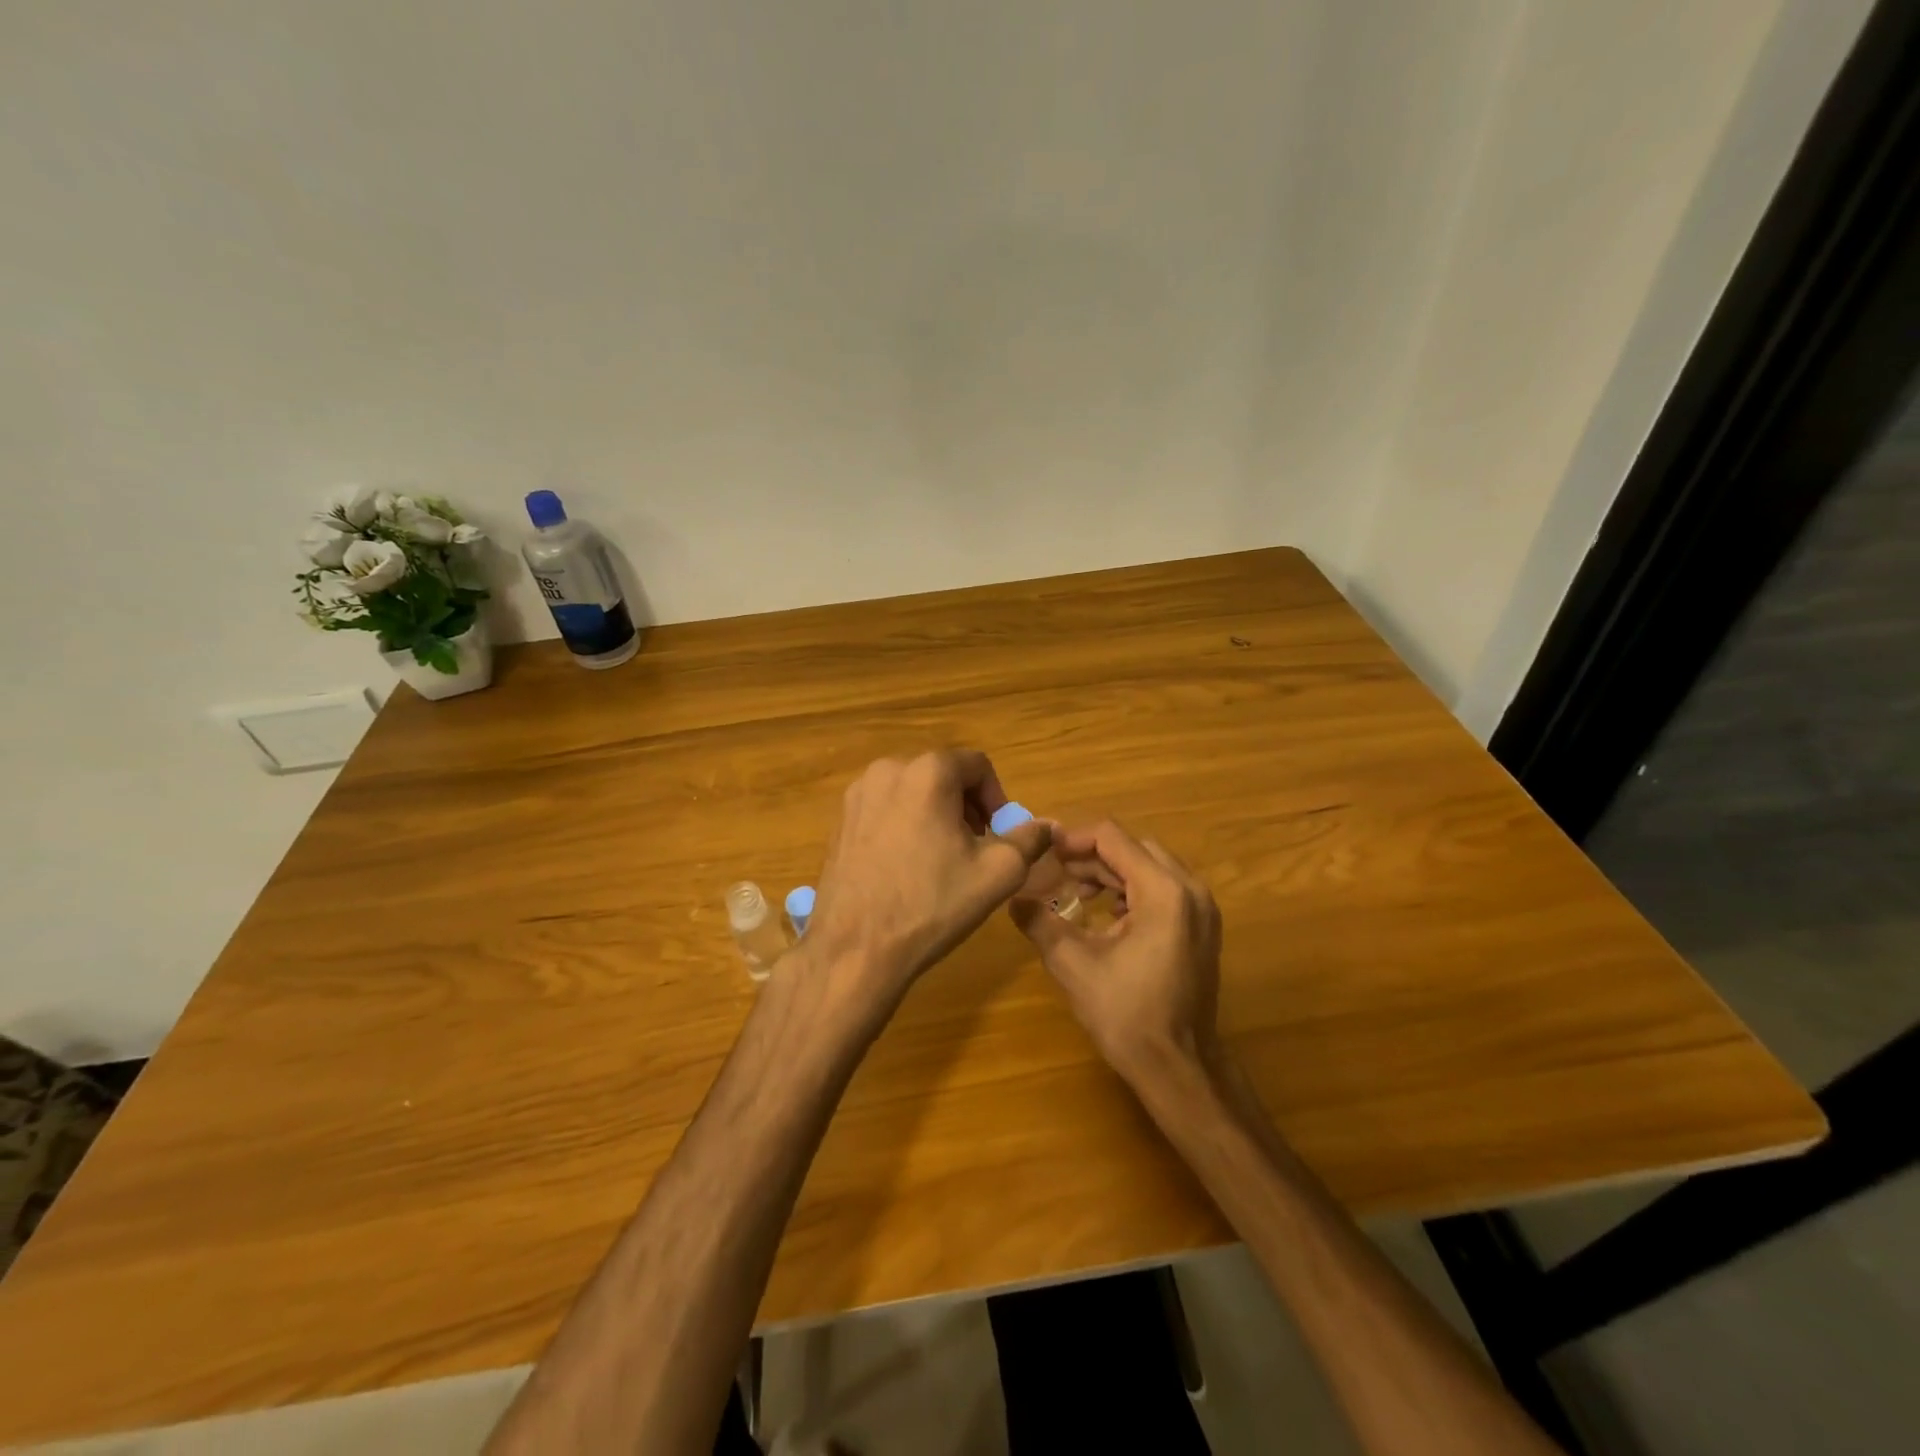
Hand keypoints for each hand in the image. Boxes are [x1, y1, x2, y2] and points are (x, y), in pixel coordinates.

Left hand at [805, 751, 1052, 1009]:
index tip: (1000, 835)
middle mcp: (888, 770)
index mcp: (928, 771)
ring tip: (942, 859)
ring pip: (913, 791)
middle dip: (966, 806)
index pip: (977, 765)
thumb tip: (1047, 825)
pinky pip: (885, 809)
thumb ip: (1029, 839)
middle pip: (943, 775)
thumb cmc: (933, 904)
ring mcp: (858, 795)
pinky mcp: (840, 820)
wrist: (857, 948)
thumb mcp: (998, 873)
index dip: (997, 798)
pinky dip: (905, 826)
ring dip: (936, 815)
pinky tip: (908, 868)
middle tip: (976, 848)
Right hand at [1010, 820, 1222, 1083]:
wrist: (1179, 1067)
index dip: (1073, 839)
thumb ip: (1039, 922)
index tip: (1044, 853)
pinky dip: (1133, 890)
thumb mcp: (1072, 964)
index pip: (1112, 838)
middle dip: (1092, 857)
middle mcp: (1190, 889)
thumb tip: (1013, 897)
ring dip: (1112, 872)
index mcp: (1163, 891)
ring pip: (1150, 866)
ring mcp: (1202, 908)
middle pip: (1134, 847)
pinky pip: (1165, 888)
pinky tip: (1108, 916)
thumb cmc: (1126, 1014)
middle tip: (1057, 875)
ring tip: (1078, 894)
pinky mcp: (1203, 927)